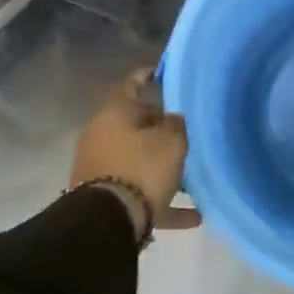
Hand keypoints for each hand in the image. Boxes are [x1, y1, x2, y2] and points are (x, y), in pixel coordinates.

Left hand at [70, 68, 200, 234]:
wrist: (107, 221)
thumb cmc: (142, 168)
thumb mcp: (172, 141)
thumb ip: (177, 124)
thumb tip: (172, 120)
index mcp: (115, 113)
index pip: (132, 84)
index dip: (148, 76)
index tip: (161, 72)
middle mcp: (102, 135)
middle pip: (135, 125)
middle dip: (160, 128)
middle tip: (186, 131)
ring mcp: (99, 166)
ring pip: (137, 160)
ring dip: (162, 167)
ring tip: (192, 176)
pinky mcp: (103, 196)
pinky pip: (139, 192)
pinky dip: (163, 200)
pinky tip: (193, 215)